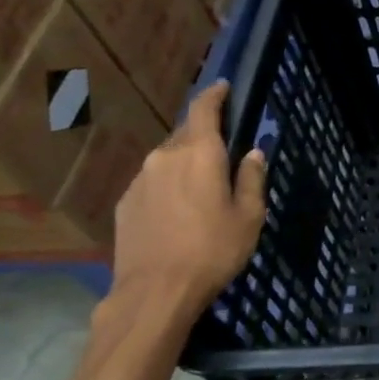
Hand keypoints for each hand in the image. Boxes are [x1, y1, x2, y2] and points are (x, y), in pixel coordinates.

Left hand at [109, 81, 267, 318]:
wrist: (155, 292)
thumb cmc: (212, 250)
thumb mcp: (249, 216)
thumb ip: (251, 178)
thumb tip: (253, 154)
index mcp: (199, 153)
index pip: (205, 109)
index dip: (215, 94)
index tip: (223, 87)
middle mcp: (165, 156)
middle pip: (186, 133)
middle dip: (204, 135)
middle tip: (223, 151)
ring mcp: (140, 179)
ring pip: (168, 159)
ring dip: (185, 163)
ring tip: (201, 188)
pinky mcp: (125, 203)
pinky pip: (153, 182)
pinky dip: (168, 186)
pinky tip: (178, 211)